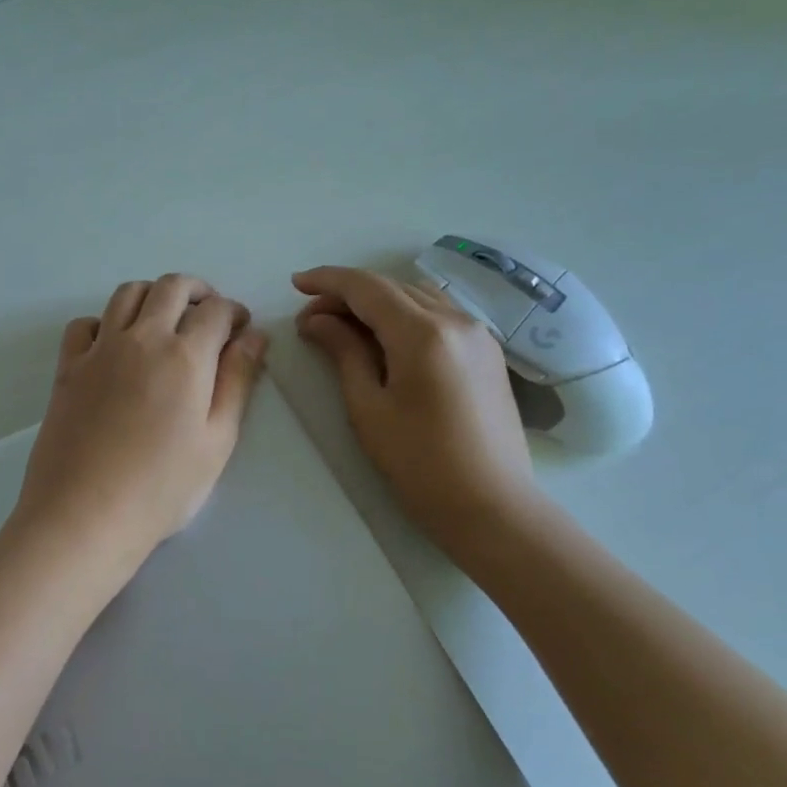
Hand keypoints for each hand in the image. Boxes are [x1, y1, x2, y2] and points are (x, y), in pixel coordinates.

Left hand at [13, 274, 267, 574]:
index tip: (241, 329)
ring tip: (165, 320)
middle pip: (171, 287)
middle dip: (198, 290)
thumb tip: (253, 336)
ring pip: (126, 293)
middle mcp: (140, 338)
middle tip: (209, 313)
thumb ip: (237, 381)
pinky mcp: (67, 368)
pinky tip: (114, 345)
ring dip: (153, 295)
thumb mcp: (217, 441)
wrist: (84, 515)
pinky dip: (104, 321)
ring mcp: (98, 350)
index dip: (235, 312)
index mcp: (185, 356)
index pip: (216, 310)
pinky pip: (84, 324)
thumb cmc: (161, 488)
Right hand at [293, 266, 537, 550]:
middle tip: (311, 319)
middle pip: (392, 288)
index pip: (366, 287)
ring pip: (417, 296)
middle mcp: (456, 320)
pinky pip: (439, 314)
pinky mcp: (487, 352)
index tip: (295, 284)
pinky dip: (405, 314)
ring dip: (378, 302)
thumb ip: (344, 353)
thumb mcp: (369, 407)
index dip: (327, 280)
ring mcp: (478, 334)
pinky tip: (386, 339)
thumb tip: (316, 320)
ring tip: (345, 328)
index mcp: (423, 333)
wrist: (491, 505)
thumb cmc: (419, 462)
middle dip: (348, 295)